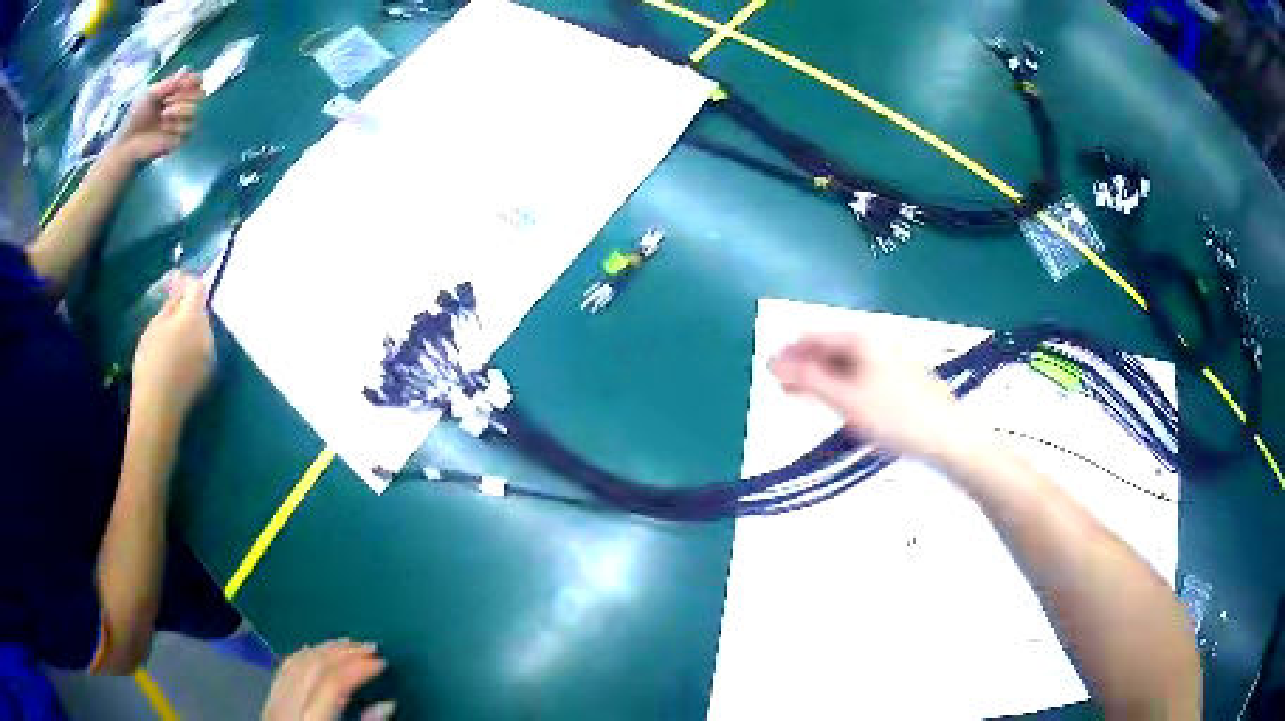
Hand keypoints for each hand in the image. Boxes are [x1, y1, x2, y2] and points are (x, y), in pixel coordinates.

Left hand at [110, 69, 204, 162]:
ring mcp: (182, 124)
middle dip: (185, 96)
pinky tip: (165, 130)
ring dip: (180, 111)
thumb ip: (169, 82)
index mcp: (177, 94)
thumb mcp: (151, 93)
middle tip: (168, 102)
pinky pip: (189, 128)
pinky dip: (176, 127)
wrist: (128, 144)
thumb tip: (187, 70)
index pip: (198, 82)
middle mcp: (183, 106)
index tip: (183, 83)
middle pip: (201, 94)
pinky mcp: (180, 140)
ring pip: (196, 110)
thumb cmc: (136, 118)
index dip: (194, 81)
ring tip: (163, 116)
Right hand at [132, 276, 214, 419]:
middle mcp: (208, 333)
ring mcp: (210, 355)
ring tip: (169, 340)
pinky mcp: (207, 373)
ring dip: (189, 328)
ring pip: (201, 331)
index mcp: (194, 318)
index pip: (198, 288)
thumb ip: (171, 305)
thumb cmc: (152, 363)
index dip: (186, 283)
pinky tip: (175, 359)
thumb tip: (179, 286)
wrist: (159, 408)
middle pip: (200, 311)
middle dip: (186, 308)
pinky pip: (200, 350)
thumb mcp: (155, 326)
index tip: (173, 285)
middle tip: (166, 316)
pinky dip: (191, 347)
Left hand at [263, 640, 393, 720]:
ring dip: (325, 649)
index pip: (333, 686)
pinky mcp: (269, 698)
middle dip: (343, 653)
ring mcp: (274, 699)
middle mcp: (288, 706)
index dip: (357, 669)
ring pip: (298, 661)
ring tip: (349, 643)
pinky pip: (285, 667)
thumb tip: (387, 704)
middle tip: (370, 646)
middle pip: (313, 667)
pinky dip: (304, 654)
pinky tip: (319, 650)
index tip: (381, 662)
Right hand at [770, 331, 985, 463]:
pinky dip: (841, 384)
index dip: (788, 352)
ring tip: (802, 396)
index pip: (814, 337)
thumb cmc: (894, 416)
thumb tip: (775, 364)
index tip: (768, 371)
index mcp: (862, 339)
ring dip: (821, 376)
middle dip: (804, 364)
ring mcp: (890, 359)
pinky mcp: (900, 378)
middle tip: (781, 387)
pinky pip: (861, 374)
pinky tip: (836, 400)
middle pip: (830, 347)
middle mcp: (876, 342)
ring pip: (846, 362)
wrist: (946, 435)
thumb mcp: (845, 399)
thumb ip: (808, 380)